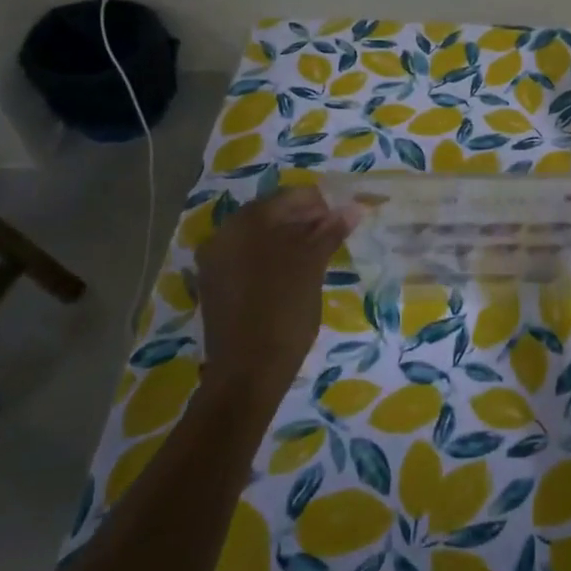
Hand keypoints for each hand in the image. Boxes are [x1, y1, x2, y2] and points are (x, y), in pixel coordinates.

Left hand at [195, 186, 358, 397]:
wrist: (247, 373)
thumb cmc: (284, 312)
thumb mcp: (311, 267)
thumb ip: (329, 232)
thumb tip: (353, 207)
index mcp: (246, 223)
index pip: (288, 197)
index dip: (319, 202)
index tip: (343, 214)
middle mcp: (224, 234)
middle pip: (271, 214)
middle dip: (304, 219)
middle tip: (335, 231)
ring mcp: (216, 261)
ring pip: (259, 237)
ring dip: (289, 238)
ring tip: (320, 252)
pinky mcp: (216, 286)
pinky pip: (248, 258)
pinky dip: (272, 258)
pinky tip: (294, 272)